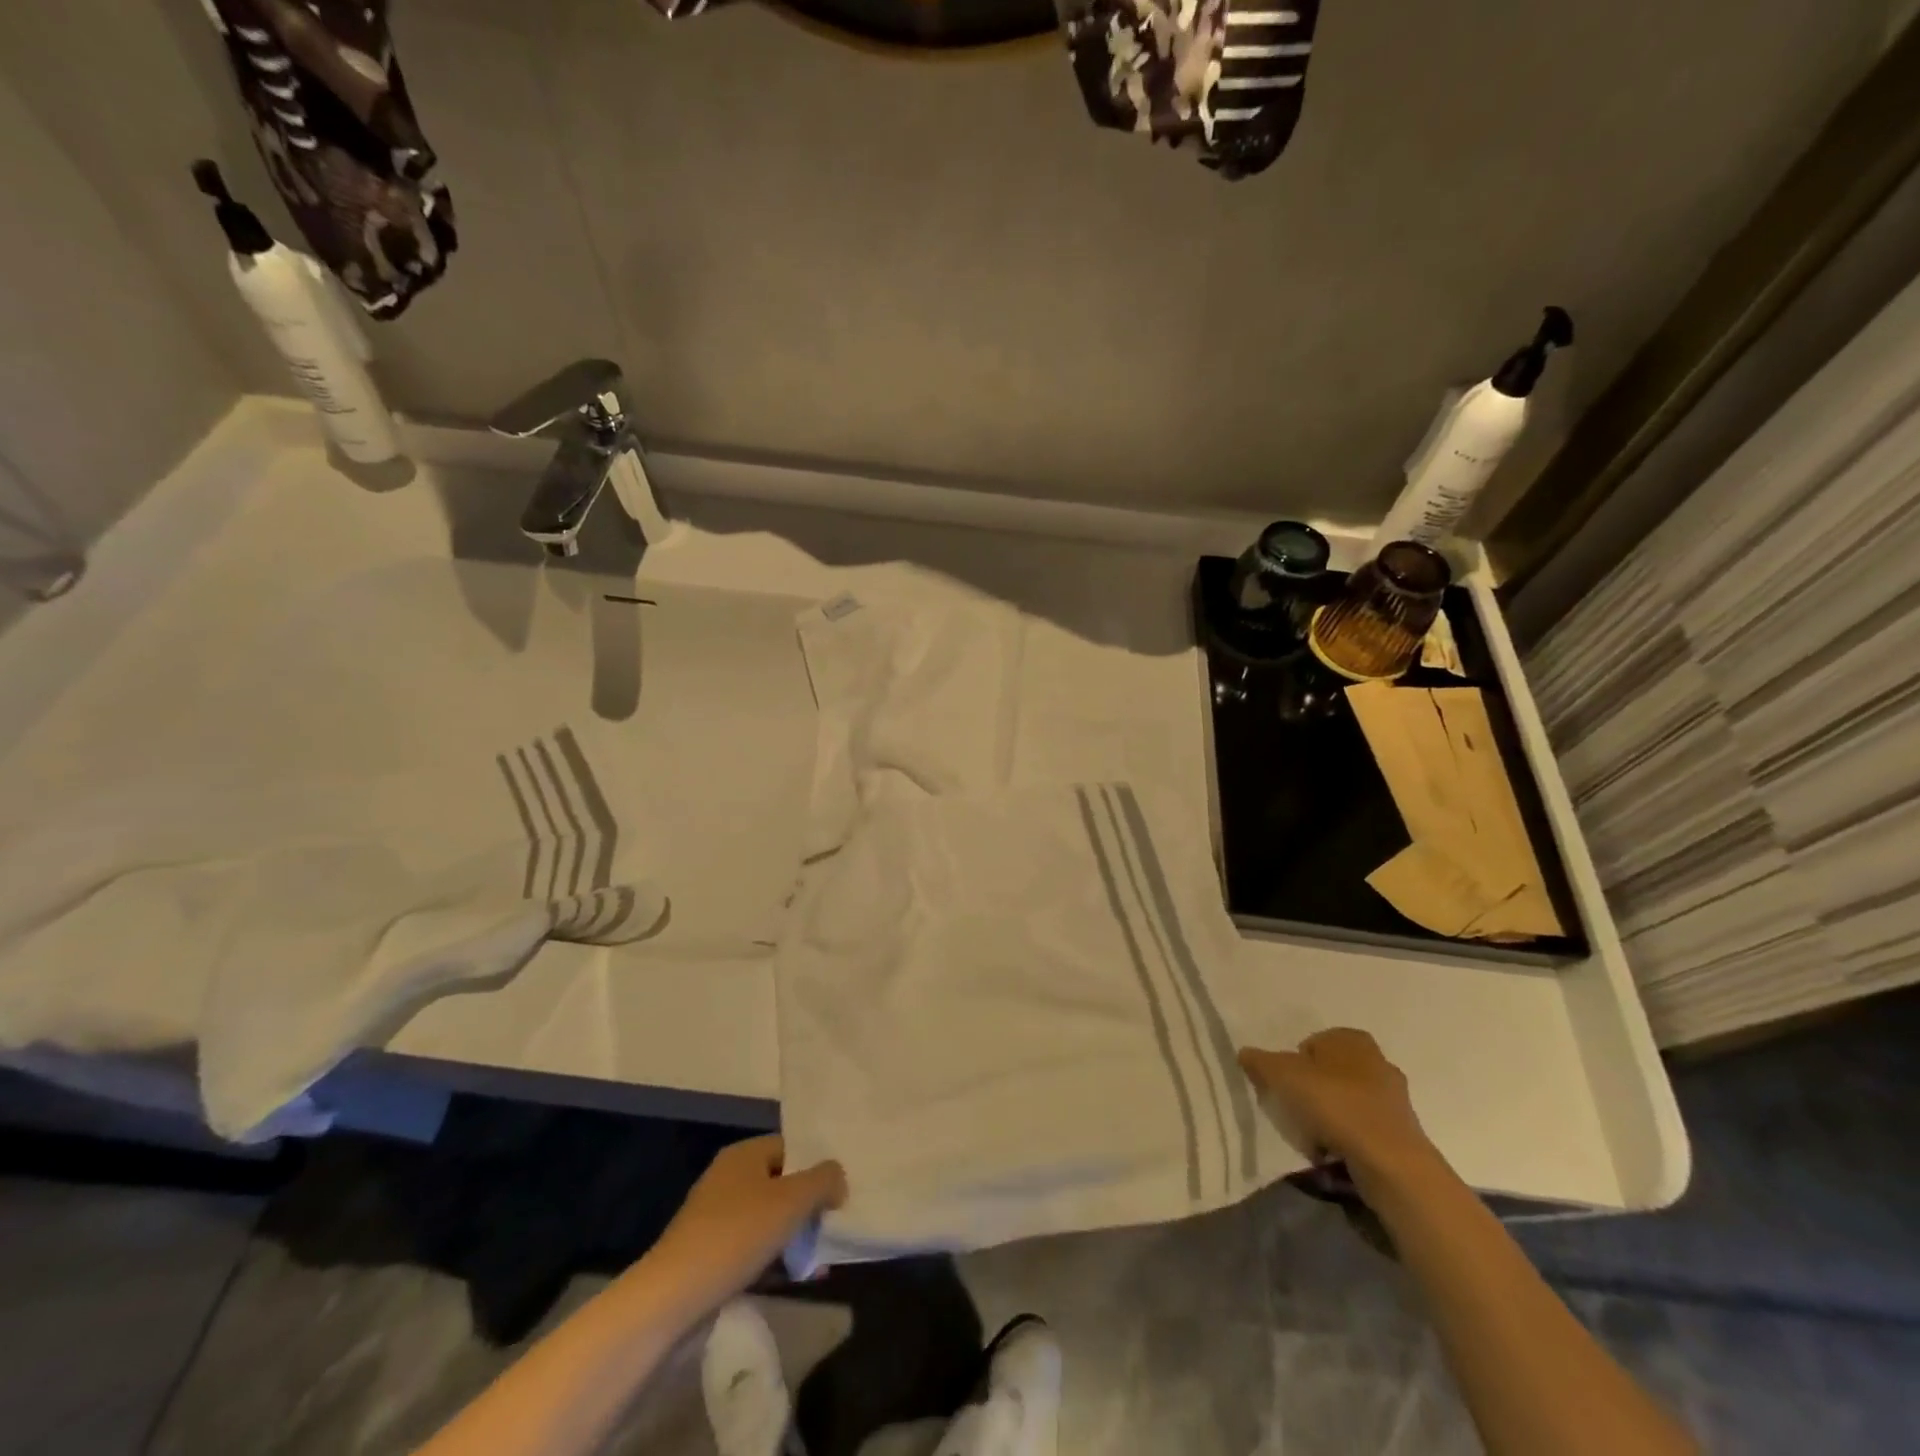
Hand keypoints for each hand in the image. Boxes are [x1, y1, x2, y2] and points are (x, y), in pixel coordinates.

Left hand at [648, 1135, 846, 1313]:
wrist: (673, 1298)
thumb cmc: (737, 1235)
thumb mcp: (792, 1200)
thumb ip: (823, 1180)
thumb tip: (837, 1176)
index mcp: (744, 1154)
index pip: (791, 1148)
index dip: (817, 1167)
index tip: (840, 1192)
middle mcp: (729, 1178)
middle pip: (781, 1184)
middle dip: (809, 1206)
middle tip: (834, 1226)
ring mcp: (716, 1218)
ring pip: (769, 1219)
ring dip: (796, 1236)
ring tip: (822, 1260)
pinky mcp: (710, 1255)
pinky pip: (754, 1248)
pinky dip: (776, 1259)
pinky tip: (798, 1278)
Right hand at [1239, 1028, 1433, 1180]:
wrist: (1390, 1163)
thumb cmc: (1334, 1104)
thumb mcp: (1282, 1075)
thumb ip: (1260, 1061)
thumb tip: (1245, 1054)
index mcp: (1351, 1039)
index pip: (1311, 1044)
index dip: (1292, 1064)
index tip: (1283, 1087)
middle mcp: (1377, 1061)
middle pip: (1329, 1074)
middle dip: (1311, 1091)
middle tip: (1294, 1110)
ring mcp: (1394, 1099)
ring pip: (1345, 1103)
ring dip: (1328, 1118)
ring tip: (1311, 1137)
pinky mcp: (1402, 1133)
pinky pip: (1362, 1130)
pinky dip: (1346, 1139)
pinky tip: (1333, 1154)